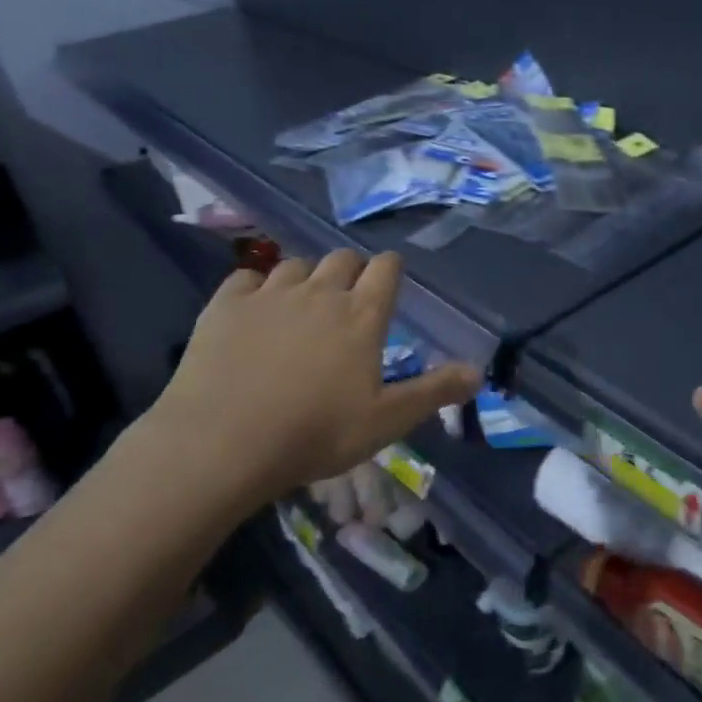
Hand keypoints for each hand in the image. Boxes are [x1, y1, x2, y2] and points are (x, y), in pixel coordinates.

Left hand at [140, 251, 478, 510]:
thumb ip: (434, 392)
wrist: (222, 443)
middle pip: (342, 258)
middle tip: (347, 300)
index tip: (388, 282)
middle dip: (350, 271)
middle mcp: (321, 292)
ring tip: (301, 305)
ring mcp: (270, 294)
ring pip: (295, 265)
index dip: (390, 270)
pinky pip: (246, 277)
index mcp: (362, 315)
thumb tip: (479, 373)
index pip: (386, 268)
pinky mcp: (226, 305)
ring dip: (305, 277)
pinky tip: (254, 308)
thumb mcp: (386, 421)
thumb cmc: (315, 434)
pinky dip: (255, 286)